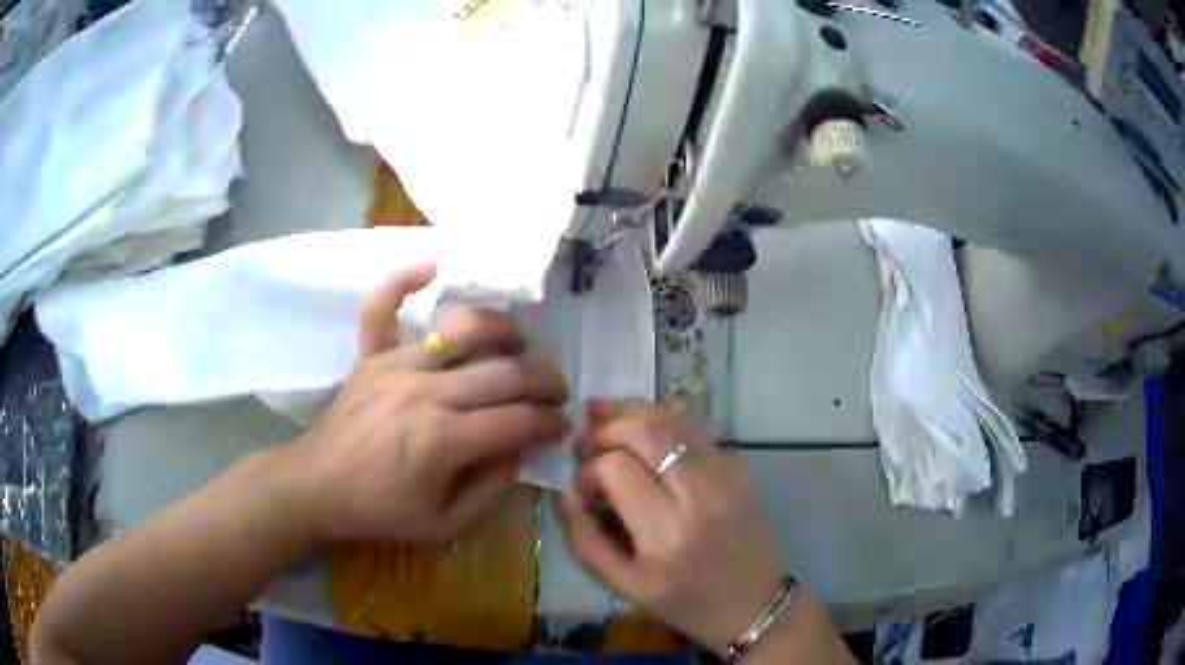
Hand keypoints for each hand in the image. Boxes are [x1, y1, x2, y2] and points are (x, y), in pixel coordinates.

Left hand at [293, 264, 568, 542]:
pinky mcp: (371, 355)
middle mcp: (425, 392)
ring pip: (463, 329)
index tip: (561, 427)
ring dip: (502, 330)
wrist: (316, 487)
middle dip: (545, 380)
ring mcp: (395, 364)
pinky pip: (383, 306)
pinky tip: (431, 266)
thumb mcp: (445, 525)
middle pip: (504, 372)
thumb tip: (519, 449)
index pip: (518, 420)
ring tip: (517, 345)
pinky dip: (403, 281)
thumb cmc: (379, 511)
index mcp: (443, 440)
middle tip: (556, 391)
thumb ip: (492, 491)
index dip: (550, 423)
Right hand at [554, 399, 783, 654]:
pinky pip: (694, 428)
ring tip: (604, 418)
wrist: (753, 603)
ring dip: (632, 413)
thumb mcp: (623, 586)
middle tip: (586, 441)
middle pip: (645, 429)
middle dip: (605, 427)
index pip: (615, 467)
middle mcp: (700, 493)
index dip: (588, 470)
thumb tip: (562, 492)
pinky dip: (662, 422)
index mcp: (666, 532)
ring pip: (672, 418)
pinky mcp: (739, 467)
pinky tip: (644, 433)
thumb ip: (583, 539)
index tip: (583, 490)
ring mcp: (726, 474)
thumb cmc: (683, 602)